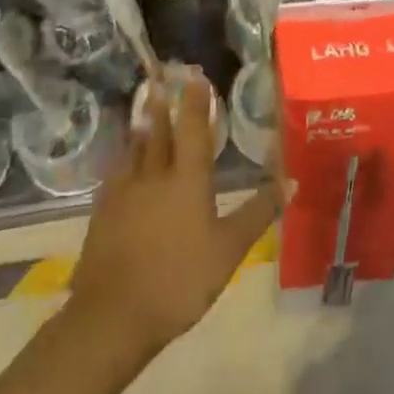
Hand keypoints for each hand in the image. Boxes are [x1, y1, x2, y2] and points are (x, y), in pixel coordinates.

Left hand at [68, 79, 278, 357]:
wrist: (112, 317)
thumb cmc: (179, 280)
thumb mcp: (228, 249)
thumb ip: (258, 213)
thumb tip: (290, 180)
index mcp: (187, 179)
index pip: (192, 129)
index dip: (195, 102)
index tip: (195, 76)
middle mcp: (154, 176)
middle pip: (159, 132)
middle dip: (162, 104)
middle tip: (161, 80)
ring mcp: (124, 193)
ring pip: (135, 149)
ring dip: (142, 125)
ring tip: (144, 107)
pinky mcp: (103, 213)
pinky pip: (117, 173)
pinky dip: (125, 158)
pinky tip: (123, 162)